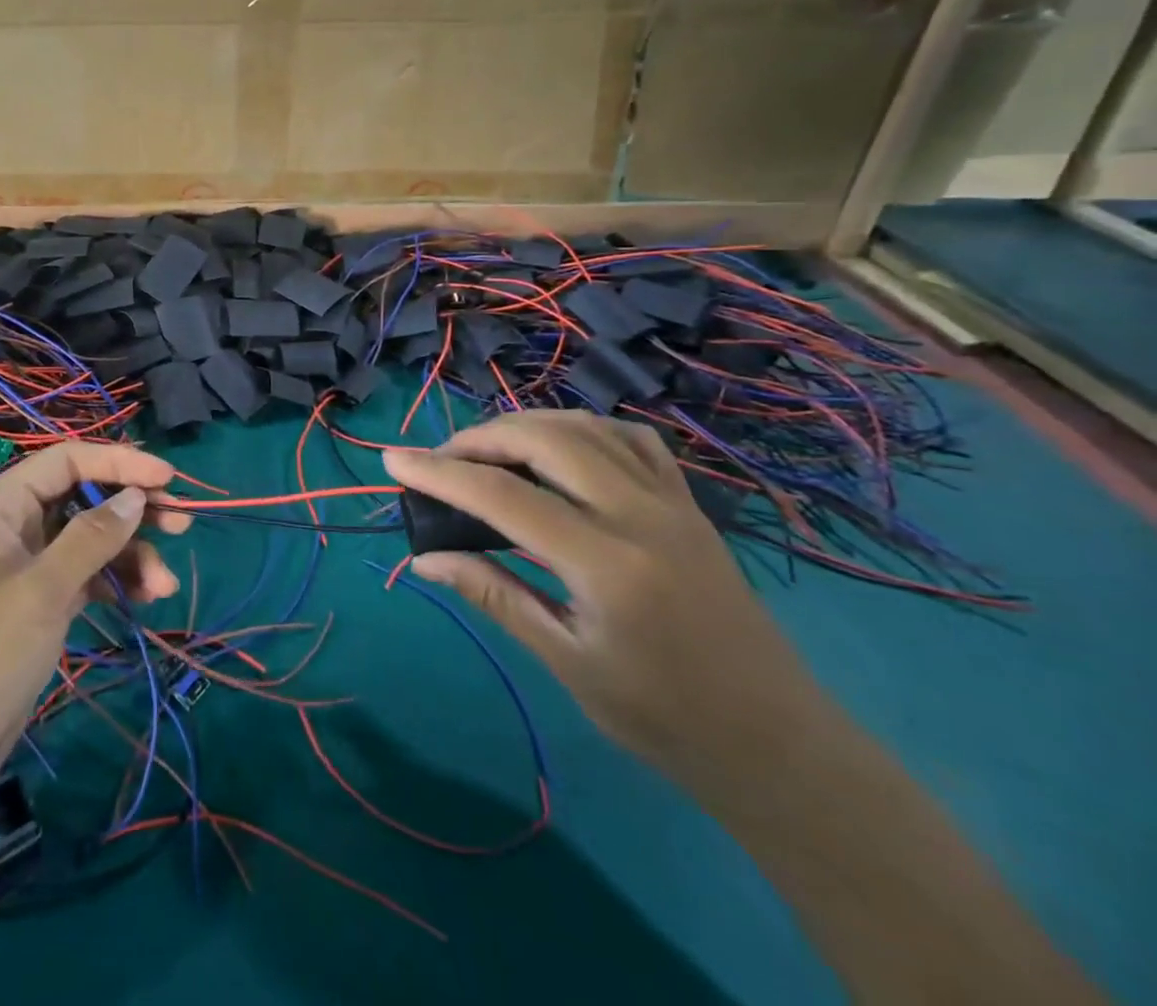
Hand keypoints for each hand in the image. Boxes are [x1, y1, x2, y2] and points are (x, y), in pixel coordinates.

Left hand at [0, 442, 188, 809]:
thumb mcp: (39, 594)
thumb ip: (92, 539)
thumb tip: (136, 495)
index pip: (66, 462)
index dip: (120, 462)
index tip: (169, 477)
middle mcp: (9, 528)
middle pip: (81, 498)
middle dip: (131, 508)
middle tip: (182, 523)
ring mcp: (21, 569)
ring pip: (87, 541)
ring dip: (129, 555)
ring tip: (165, 584)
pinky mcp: (33, 607)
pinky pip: (82, 578)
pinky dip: (113, 583)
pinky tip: (145, 598)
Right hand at [385, 412, 825, 786]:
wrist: (775, 742)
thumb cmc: (662, 717)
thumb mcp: (566, 661)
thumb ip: (494, 594)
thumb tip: (426, 558)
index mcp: (607, 564)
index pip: (503, 497)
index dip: (440, 473)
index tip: (392, 460)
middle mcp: (641, 515)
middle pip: (544, 439)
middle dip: (479, 438)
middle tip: (440, 461)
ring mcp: (671, 502)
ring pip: (586, 427)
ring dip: (525, 425)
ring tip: (487, 450)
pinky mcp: (688, 503)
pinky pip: (630, 440)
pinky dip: (581, 429)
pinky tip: (559, 448)